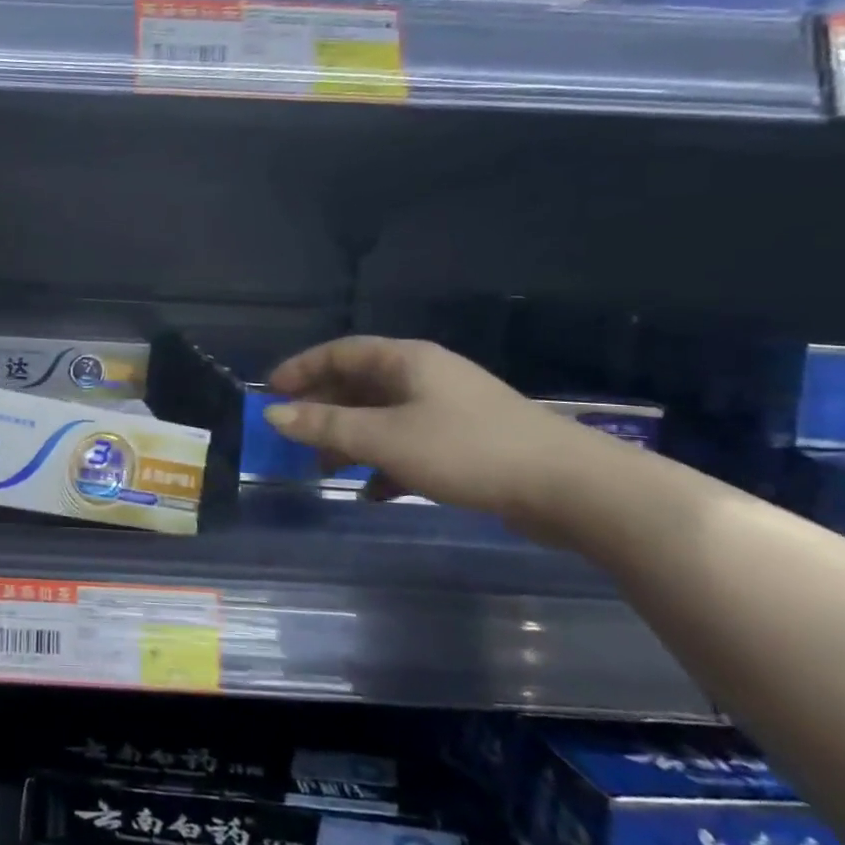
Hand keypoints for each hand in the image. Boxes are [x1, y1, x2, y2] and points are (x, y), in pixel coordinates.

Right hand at [262, 336, 603, 523]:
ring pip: (383, 417)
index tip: (270, 391)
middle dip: (322, 408)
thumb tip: (272, 415)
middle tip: (291, 434)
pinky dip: (385, 463)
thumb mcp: (385, 438)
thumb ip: (325, 426)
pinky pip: (409, 444)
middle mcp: (425, 377)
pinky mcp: (467, 443)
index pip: (340, 352)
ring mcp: (449, 410)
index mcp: (406, 361)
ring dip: (350, 440)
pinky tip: (374, 492)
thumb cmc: (468, 450)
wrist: (574, 489)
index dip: (301, 368)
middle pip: (359, 384)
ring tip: (325, 468)